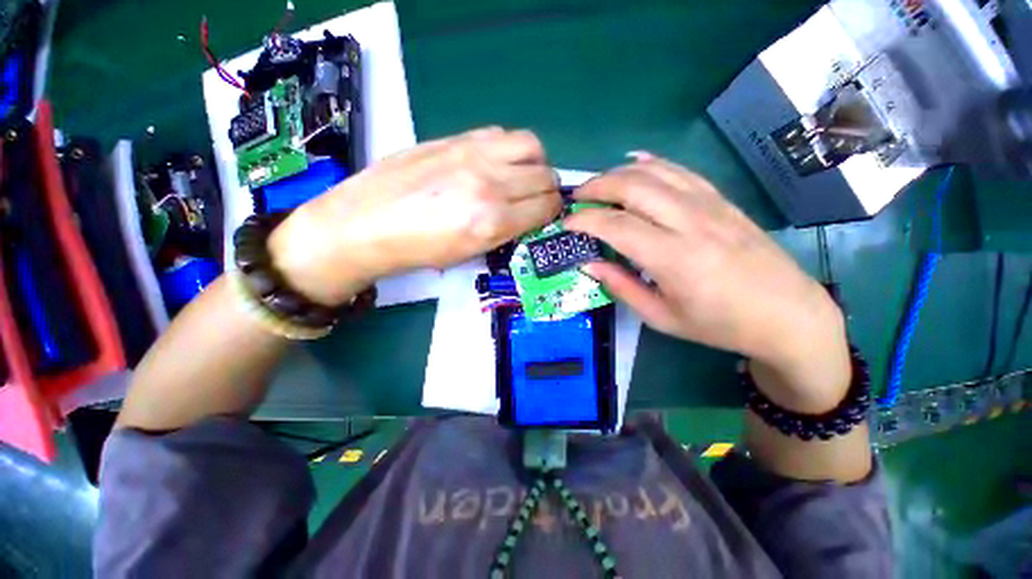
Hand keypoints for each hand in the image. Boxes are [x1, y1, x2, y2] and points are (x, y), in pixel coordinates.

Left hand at [269, 127, 560, 305]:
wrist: (366, 224)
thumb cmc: (418, 250)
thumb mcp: (470, 253)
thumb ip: (506, 230)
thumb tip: (528, 215)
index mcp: (493, 220)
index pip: (546, 206)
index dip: (553, 211)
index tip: (547, 215)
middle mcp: (490, 183)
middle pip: (545, 175)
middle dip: (548, 190)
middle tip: (536, 199)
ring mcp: (472, 154)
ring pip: (531, 146)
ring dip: (534, 163)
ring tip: (520, 177)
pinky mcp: (455, 138)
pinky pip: (501, 134)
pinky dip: (509, 149)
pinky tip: (495, 163)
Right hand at [565, 155, 849, 412]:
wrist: (787, 313)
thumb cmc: (720, 324)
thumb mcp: (662, 317)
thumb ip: (621, 287)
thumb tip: (589, 264)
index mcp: (673, 258)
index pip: (616, 226)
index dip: (585, 221)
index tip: (567, 223)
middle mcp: (690, 222)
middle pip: (633, 187)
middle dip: (597, 187)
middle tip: (577, 198)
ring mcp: (710, 205)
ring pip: (655, 172)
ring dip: (620, 172)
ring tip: (599, 184)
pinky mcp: (722, 200)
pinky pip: (681, 171)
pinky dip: (653, 162)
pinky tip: (635, 162)